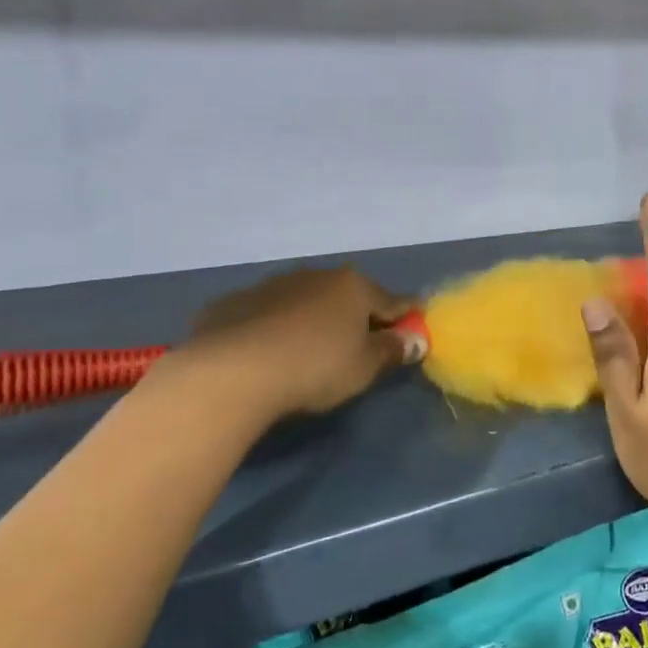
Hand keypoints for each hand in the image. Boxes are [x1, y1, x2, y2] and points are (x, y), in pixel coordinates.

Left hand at [155, 267, 423, 422]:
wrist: (232, 371)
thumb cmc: (315, 367)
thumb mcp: (364, 367)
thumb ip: (392, 351)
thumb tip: (415, 339)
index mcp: (354, 287)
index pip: (393, 301)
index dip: (406, 319)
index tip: (411, 334)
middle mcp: (316, 276)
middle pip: (348, 296)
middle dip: (357, 317)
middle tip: (357, 348)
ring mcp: (272, 286)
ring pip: (305, 301)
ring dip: (313, 319)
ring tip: (308, 352)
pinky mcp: (234, 303)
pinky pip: (266, 314)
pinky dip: (274, 328)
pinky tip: (266, 355)